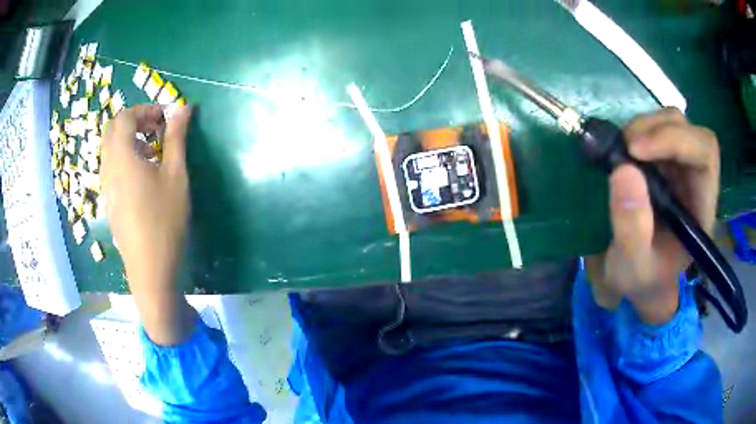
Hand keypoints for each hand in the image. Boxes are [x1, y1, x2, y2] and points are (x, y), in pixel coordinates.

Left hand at [101, 104, 195, 343]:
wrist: (150, 268)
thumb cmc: (164, 219)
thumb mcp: (175, 174)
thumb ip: (176, 137)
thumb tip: (183, 107)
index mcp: (121, 156)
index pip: (125, 117)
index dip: (145, 110)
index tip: (165, 117)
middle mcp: (107, 167)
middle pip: (112, 129)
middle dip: (134, 121)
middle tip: (156, 128)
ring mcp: (105, 185)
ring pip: (110, 148)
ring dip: (129, 139)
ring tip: (152, 150)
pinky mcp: (108, 200)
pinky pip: (111, 166)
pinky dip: (124, 157)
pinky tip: (143, 173)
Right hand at [586, 107, 719, 323]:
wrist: (640, 281)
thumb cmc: (643, 280)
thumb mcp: (633, 268)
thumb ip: (632, 229)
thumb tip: (624, 169)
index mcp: (702, 206)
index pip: (705, 153)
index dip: (675, 140)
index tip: (635, 151)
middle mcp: (696, 179)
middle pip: (689, 130)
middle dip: (657, 130)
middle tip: (625, 149)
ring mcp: (680, 168)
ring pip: (671, 122)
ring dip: (644, 127)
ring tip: (621, 151)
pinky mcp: (663, 162)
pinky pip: (654, 130)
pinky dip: (637, 132)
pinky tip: (623, 152)